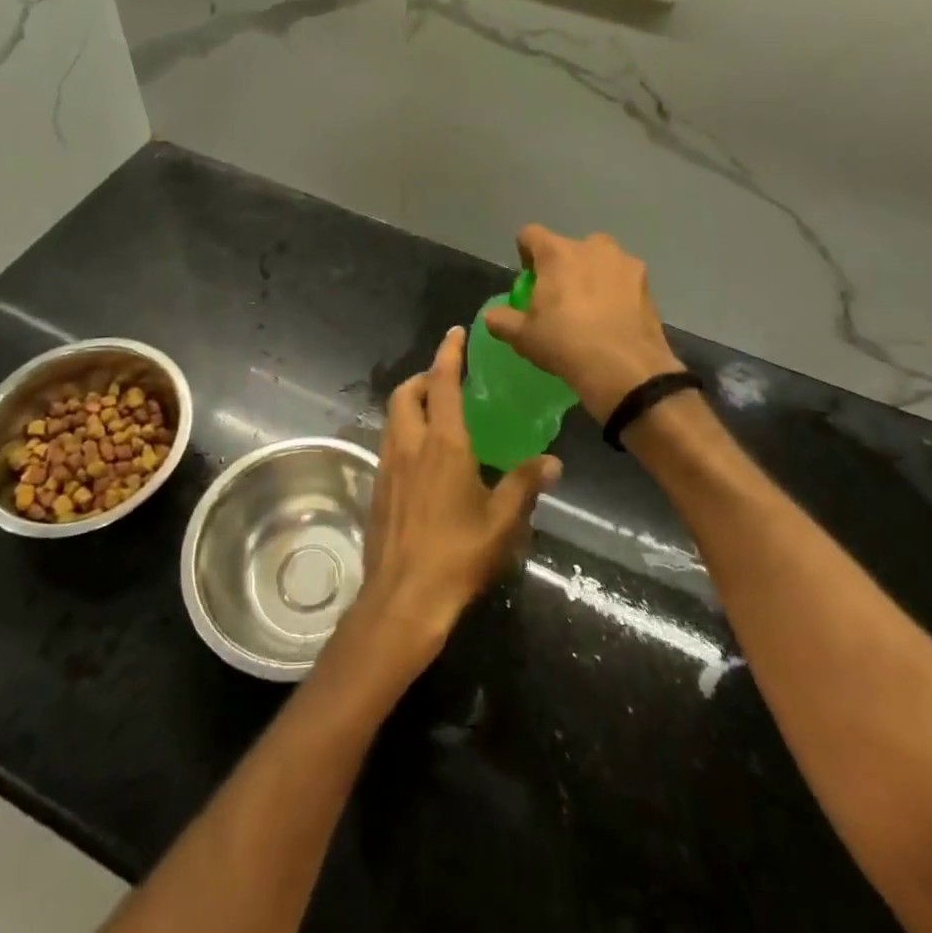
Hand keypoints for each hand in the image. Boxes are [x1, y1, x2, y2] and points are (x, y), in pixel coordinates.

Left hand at [348, 327, 560, 674]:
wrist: (402, 599)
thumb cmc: (458, 556)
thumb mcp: (503, 522)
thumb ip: (526, 485)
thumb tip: (553, 462)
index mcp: (443, 444)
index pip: (443, 383)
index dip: (449, 354)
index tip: (455, 333)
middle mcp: (410, 444)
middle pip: (406, 392)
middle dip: (424, 377)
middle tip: (447, 380)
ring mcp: (388, 465)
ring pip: (394, 416)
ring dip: (412, 403)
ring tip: (439, 414)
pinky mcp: (378, 486)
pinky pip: (390, 441)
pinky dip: (405, 430)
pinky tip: (425, 457)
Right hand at [484, 225, 685, 421]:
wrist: (625, 369)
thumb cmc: (565, 343)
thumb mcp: (523, 337)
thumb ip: (502, 320)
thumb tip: (493, 316)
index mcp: (557, 252)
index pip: (530, 234)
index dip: (525, 252)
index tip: (528, 277)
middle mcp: (592, 247)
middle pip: (569, 248)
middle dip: (563, 266)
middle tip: (560, 298)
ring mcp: (625, 263)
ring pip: (601, 261)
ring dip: (593, 276)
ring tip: (590, 310)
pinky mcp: (648, 284)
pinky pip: (623, 281)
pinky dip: (616, 293)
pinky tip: (613, 321)